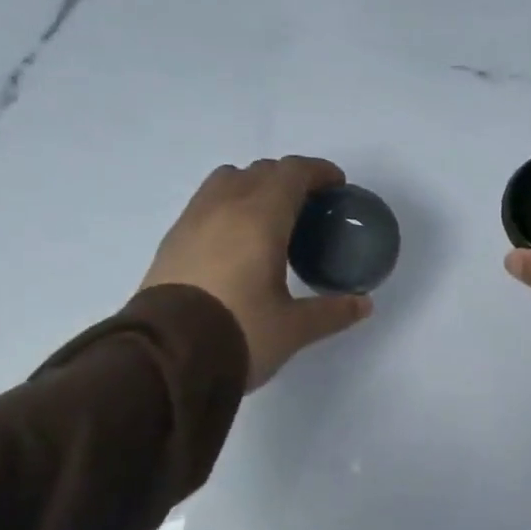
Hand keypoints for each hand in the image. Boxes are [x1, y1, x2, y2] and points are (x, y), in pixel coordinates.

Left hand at [142, 157, 370, 390]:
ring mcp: (192, 221)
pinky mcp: (172, 241)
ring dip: (254, 186)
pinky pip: (205, 203)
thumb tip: (364, 305)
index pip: (292, 173)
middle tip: (309, 207)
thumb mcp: (294, 328)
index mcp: (260, 218)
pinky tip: (236, 241)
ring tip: (269, 218)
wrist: (165, 358)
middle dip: (289, 179)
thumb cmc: (238, 333)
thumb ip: (332, 311)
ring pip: (227, 181)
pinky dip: (228, 206)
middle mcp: (224, 207)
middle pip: (260, 171)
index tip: (337, 186)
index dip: (318, 172)